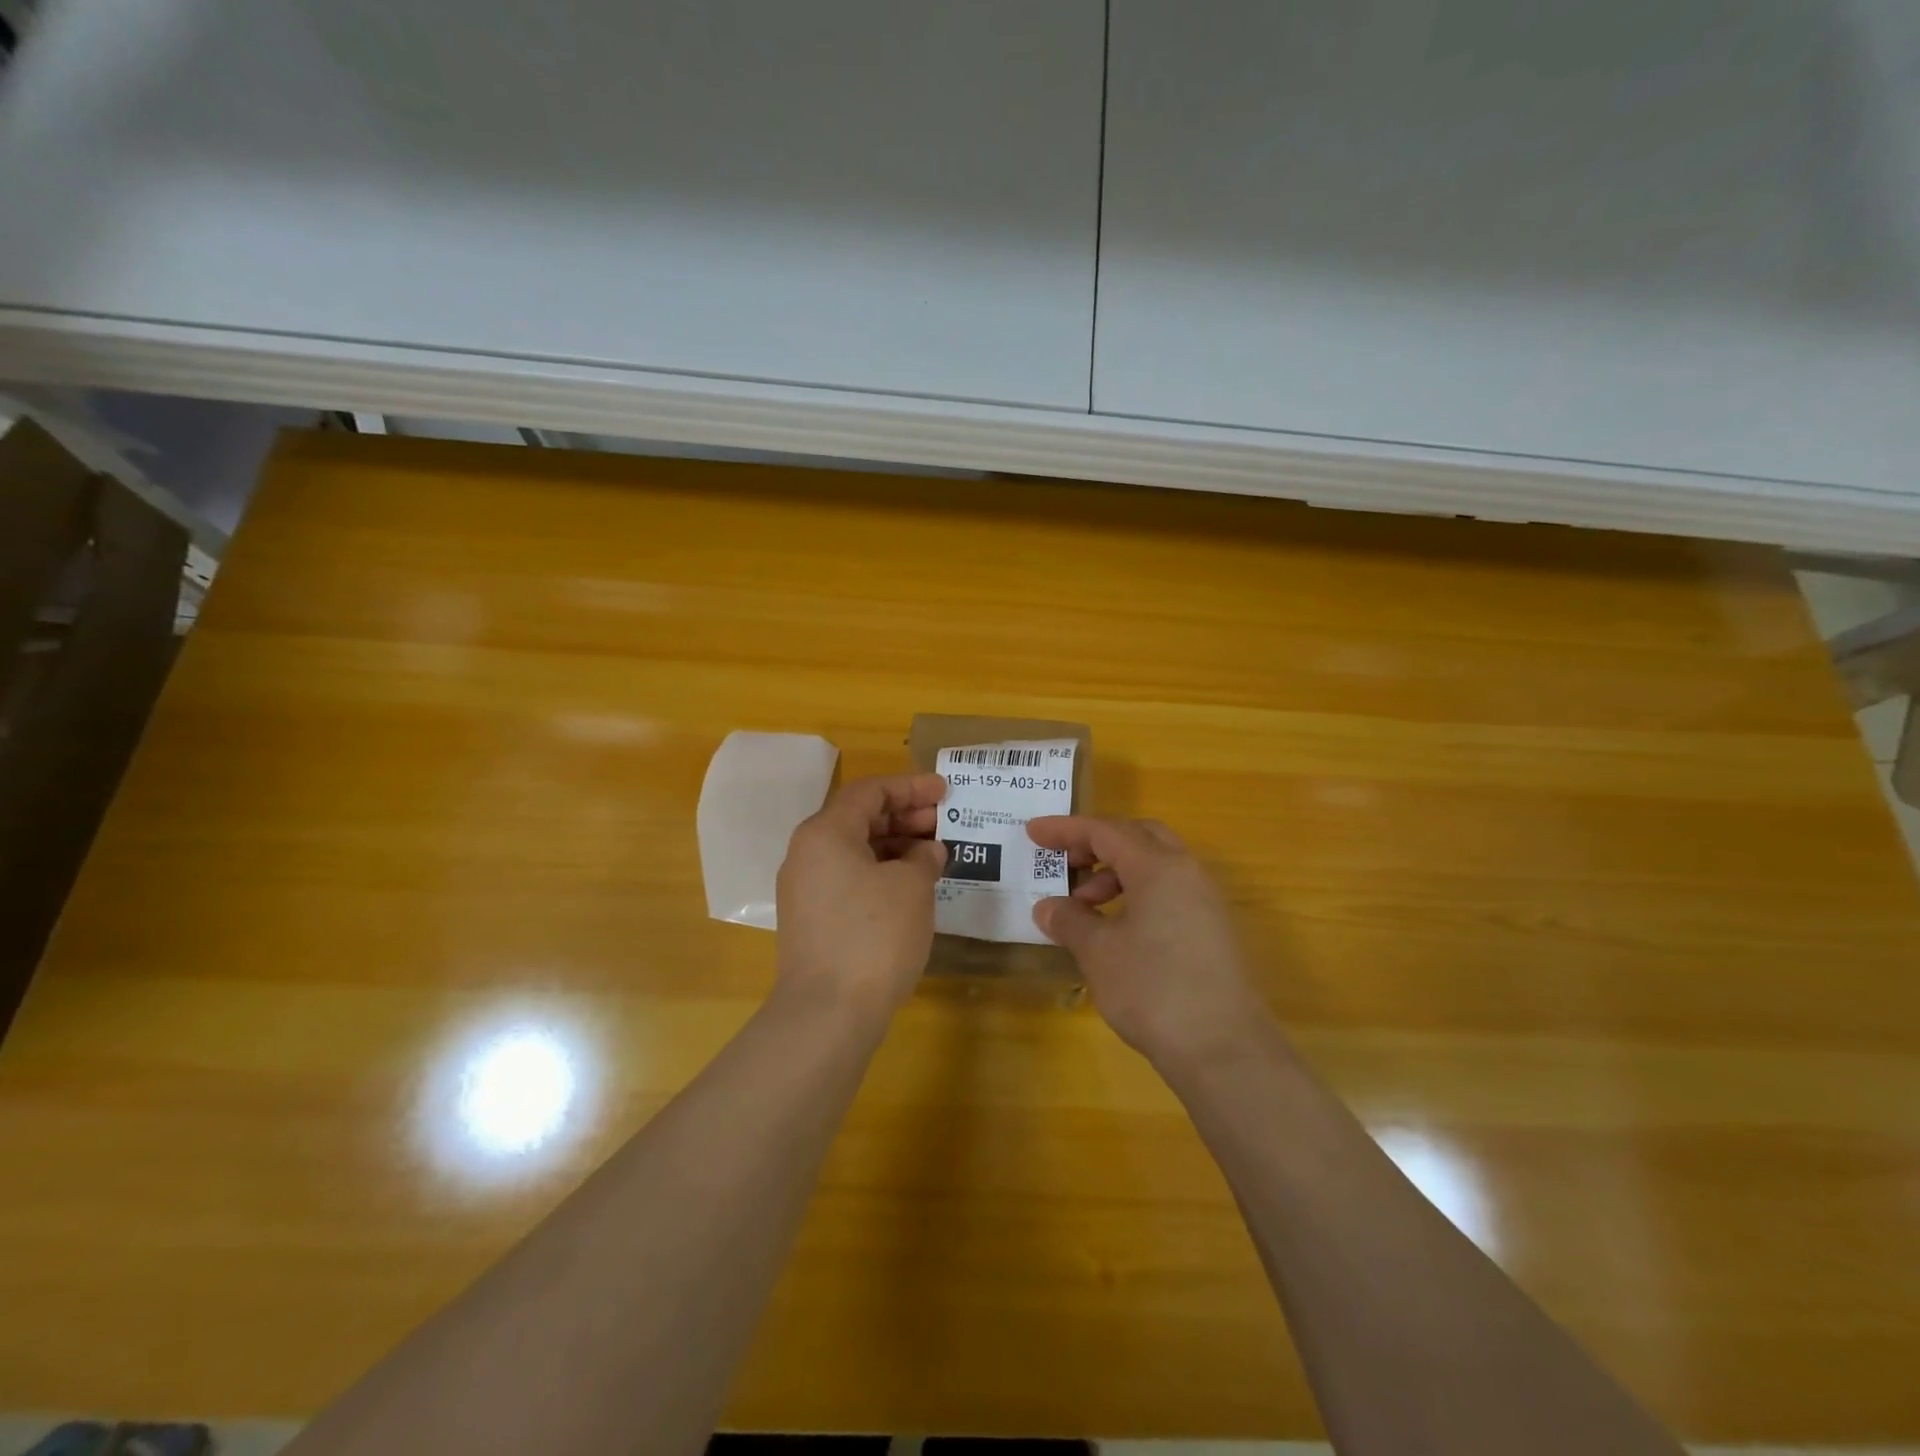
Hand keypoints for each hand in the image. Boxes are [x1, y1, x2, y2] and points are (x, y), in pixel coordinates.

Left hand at [775, 773, 947, 1019]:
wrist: (828, 1014)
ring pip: (855, 850)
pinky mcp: (812, 919)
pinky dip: (881, 873)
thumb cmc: (874, 936)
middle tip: (944, 823)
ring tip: (935, 855)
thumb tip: (926, 851)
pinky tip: (911, 887)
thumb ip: (923, 857)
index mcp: (825, 832)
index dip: (911, 787)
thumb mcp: (911, 887)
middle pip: (859, 819)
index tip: (945, 792)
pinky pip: (850, 878)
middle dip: (904, 816)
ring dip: (896, 847)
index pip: (870, 791)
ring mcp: (806, 889)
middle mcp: (807, 853)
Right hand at [1026, 816, 1268, 1068]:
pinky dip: (1136, 894)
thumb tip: (1048, 907)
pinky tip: (1116, 930)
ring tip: (1085, 906)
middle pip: (1137, 837)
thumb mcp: (1098, 952)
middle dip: (1097, 843)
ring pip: (1155, 865)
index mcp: (1159, 867)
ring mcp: (1205, 902)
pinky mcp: (1212, 931)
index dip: (1065, 830)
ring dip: (1115, 873)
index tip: (1032, 832)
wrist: (1224, 1050)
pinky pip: (1168, 892)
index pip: (1105, 831)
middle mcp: (1187, 873)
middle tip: (1065, 862)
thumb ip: (1070, 920)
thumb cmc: (1153, 989)